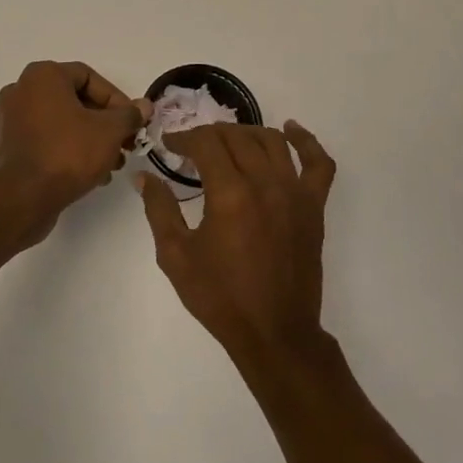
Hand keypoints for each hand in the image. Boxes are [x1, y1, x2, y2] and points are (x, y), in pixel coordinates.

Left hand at [0, 62, 148, 225]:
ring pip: (61, 123)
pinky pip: (46, 140)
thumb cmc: (68, 153)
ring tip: (112, 164)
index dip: (116, 99)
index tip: (132, 122)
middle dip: (105, 123)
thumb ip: (129, 115)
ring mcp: (10, 120)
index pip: (89, 77)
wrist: (24, 197)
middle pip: (74, 100)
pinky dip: (68, 150)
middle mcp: (21, 91)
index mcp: (42, 76)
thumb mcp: (110, 131)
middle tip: (125, 144)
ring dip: (90, 139)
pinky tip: (91, 174)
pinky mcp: (8, 147)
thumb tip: (144, 106)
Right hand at [137, 121, 337, 368]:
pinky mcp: (313, 207)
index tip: (168, 144)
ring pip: (272, 141)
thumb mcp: (176, 255)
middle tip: (191, 147)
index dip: (184, 138)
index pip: (206, 144)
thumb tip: (144, 177)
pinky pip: (318, 163)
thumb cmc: (219, 297)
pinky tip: (291, 130)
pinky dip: (306, 141)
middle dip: (209, 134)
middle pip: (236, 137)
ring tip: (227, 141)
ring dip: (245, 133)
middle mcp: (265, 184)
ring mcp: (295, 193)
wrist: (273, 332)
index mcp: (230, 195)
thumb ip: (159, 209)